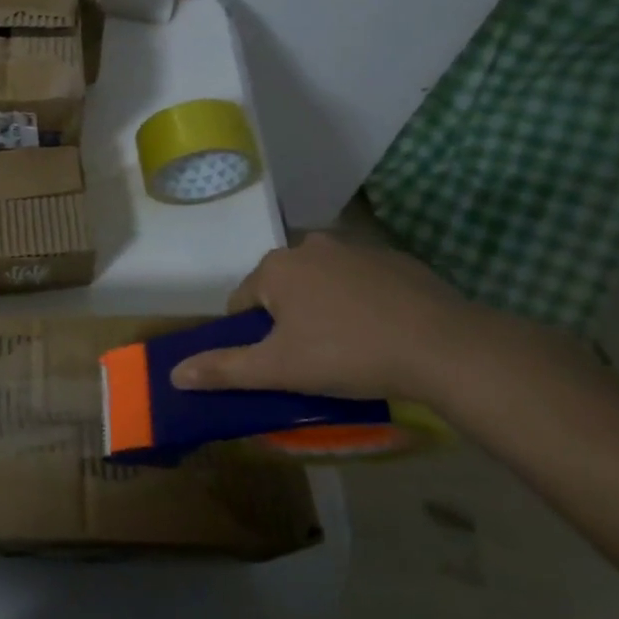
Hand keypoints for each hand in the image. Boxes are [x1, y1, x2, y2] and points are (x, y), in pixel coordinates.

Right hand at [171, 233, 492, 401]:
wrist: (443, 346)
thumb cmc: (347, 354)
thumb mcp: (279, 370)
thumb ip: (224, 369)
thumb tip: (174, 374)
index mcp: (275, 268)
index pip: (242, 303)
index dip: (253, 338)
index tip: (279, 365)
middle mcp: (309, 245)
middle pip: (282, 289)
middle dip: (289, 320)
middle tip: (314, 360)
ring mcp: (354, 247)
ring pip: (321, 283)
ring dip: (324, 308)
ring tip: (351, 348)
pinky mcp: (394, 258)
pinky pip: (361, 281)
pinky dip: (361, 301)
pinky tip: (382, 331)